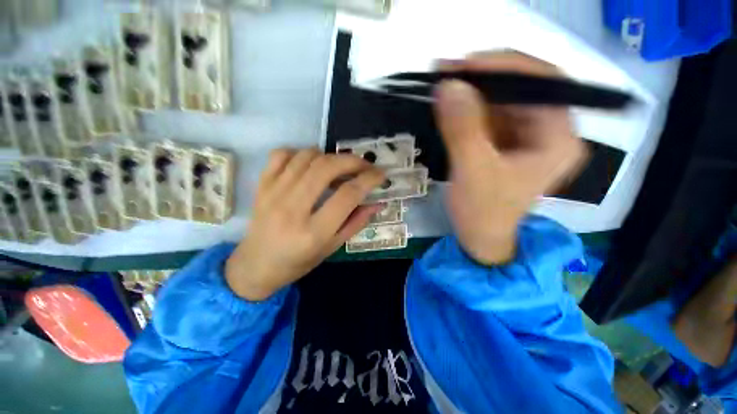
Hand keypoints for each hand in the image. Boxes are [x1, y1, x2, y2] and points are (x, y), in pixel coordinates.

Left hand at [226, 148, 384, 300]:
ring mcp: (273, 193)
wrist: (256, 265)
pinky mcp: (262, 185)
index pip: (348, 195)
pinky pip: (282, 155)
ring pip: (307, 157)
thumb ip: (356, 223)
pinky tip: (311, 164)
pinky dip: (301, 153)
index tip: (381, 174)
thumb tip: (377, 203)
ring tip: (340, 166)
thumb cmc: (298, 262)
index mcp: (313, 232)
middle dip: (352, 161)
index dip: (369, 180)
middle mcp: (292, 209)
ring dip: (330, 156)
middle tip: (365, 165)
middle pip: (327, 168)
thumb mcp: (332, 248)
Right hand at [434, 52, 585, 264]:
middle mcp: (548, 132)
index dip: (507, 67)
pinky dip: (469, 108)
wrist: (478, 237)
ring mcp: (525, 137)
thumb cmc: (482, 213)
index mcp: (558, 139)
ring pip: (503, 101)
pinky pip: (489, 116)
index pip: (545, 84)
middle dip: (485, 78)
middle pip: (522, 89)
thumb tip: (449, 86)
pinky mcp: (505, 143)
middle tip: (449, 71)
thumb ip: (463, 129)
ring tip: (444, 85)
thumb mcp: (472, 172)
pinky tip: (450, 105)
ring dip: (473, 92)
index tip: (468, 63)